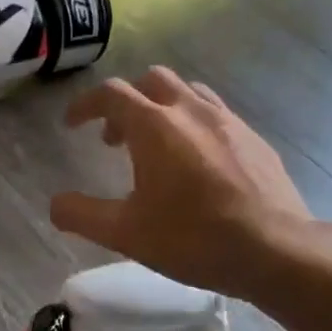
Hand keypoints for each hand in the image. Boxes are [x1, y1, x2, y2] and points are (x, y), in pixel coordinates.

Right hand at [50, 68, 331, 299]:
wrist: (276, 250)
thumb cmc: (193, 238)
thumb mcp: (125, 234)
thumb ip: (82, 215)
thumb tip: (55, 205)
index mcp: (155, 126)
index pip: (111, 94)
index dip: (85, 105)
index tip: (72, 125)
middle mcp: (191, 111)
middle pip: (151, 80)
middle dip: (126, 102)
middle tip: (115, 140)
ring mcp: (229, 121)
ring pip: (188, 93)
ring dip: (162, 108)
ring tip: (156, 147)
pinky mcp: (255, 139)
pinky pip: (216, 115)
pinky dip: (194, 125)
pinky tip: (198, 164)